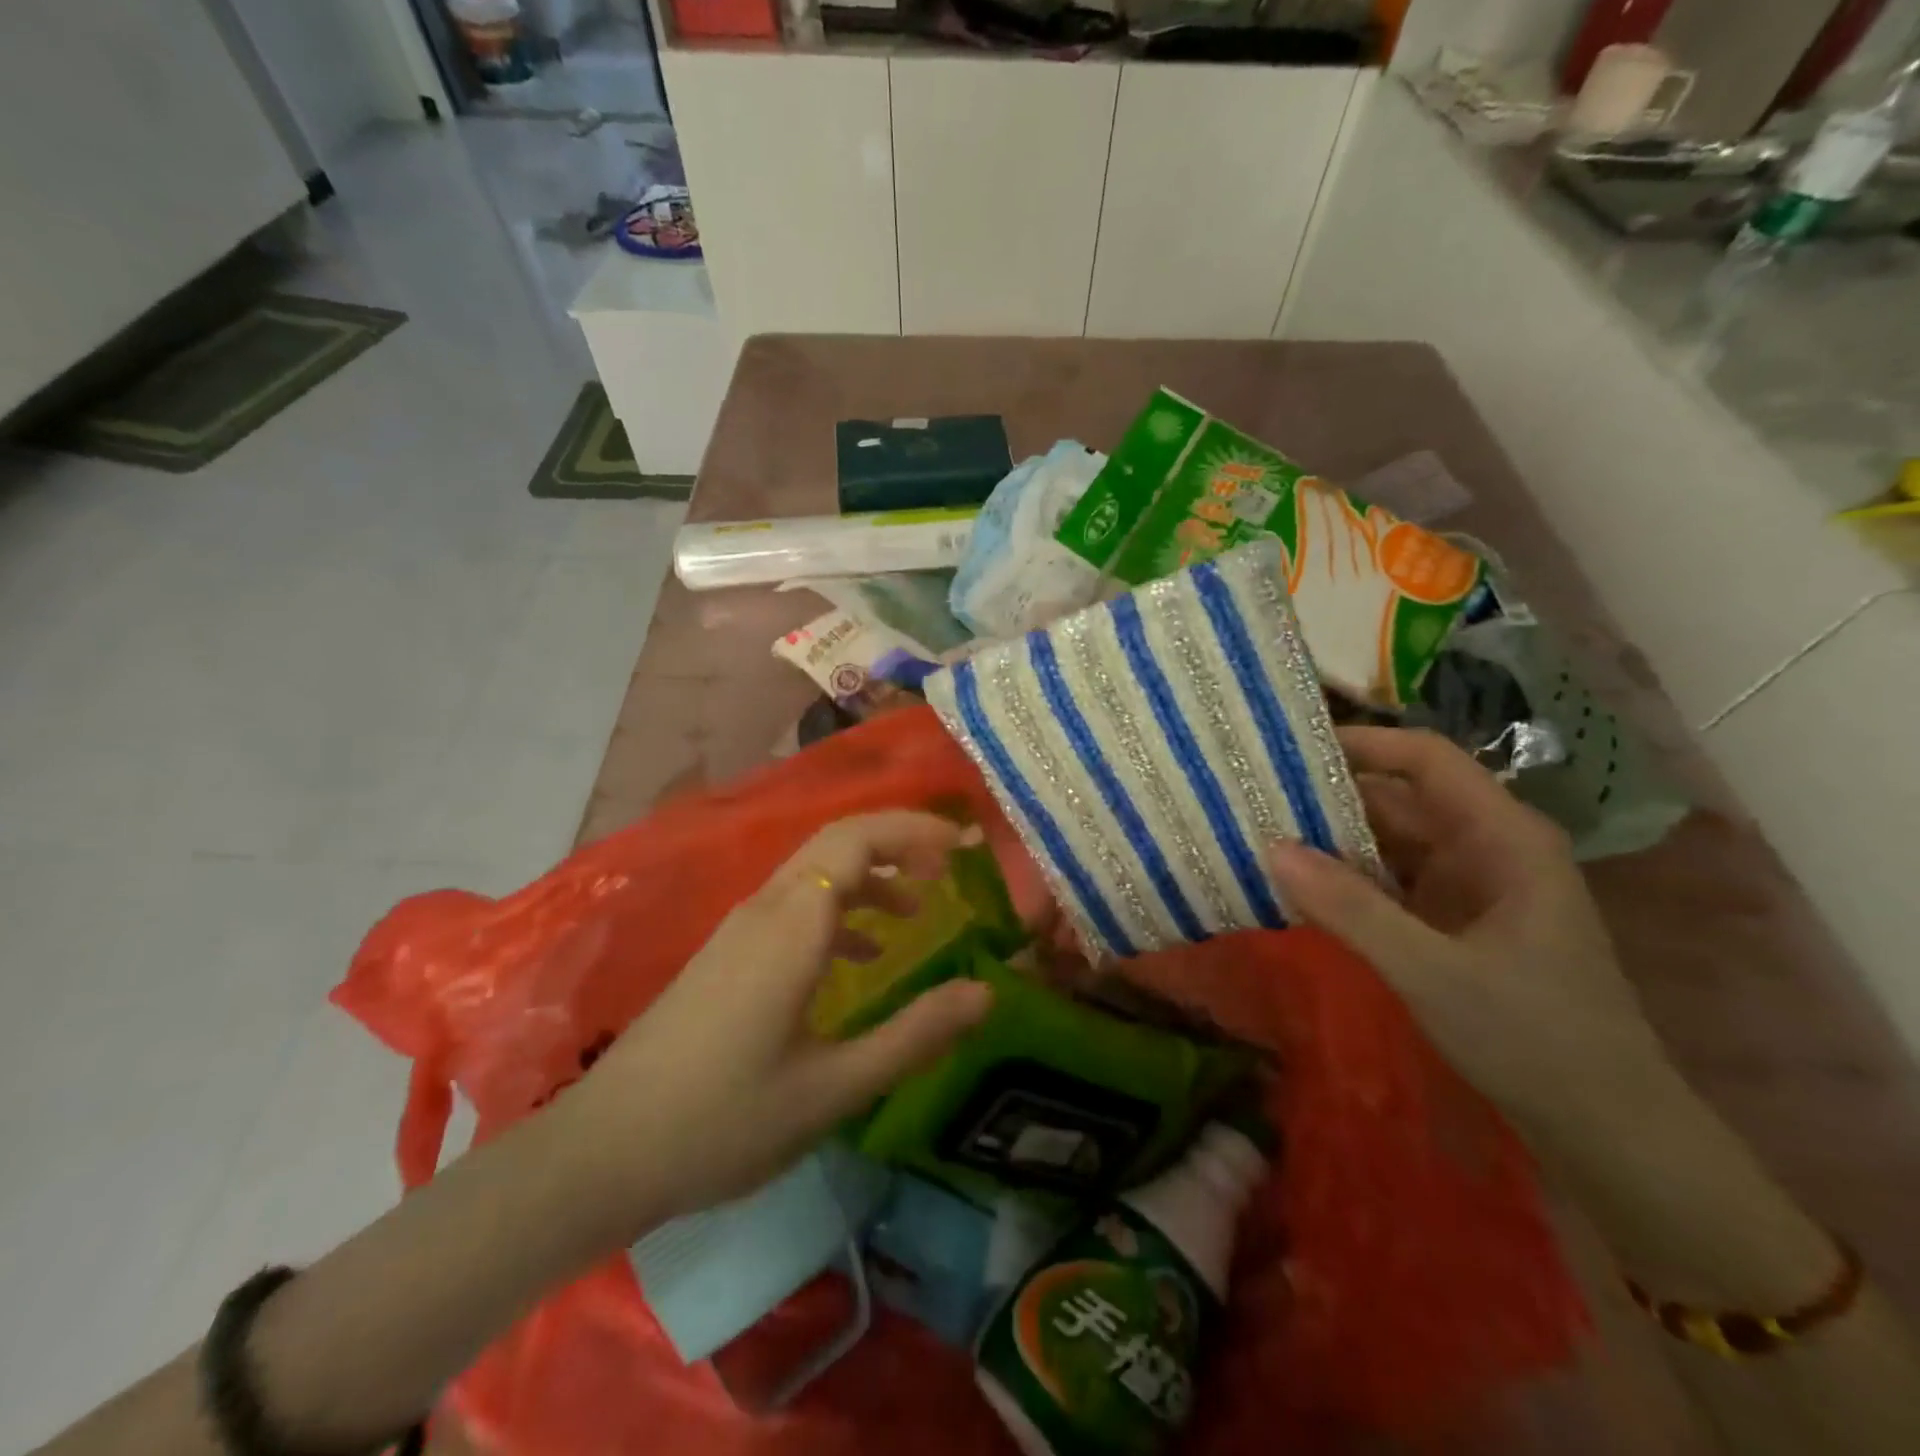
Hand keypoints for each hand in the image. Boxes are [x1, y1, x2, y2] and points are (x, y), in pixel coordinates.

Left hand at [559, 812, 994, 1232]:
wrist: (604, 1151)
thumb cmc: (726, 1120)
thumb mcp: (834, 1087)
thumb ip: (914, 1035)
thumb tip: (985, 992)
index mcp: (793, 924)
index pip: (858, 839)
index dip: (914, 830)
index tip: (964, 846)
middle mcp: (766, 908)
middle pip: (837, 841)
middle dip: (898, 841)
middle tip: (951, 865)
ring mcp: (740, 929)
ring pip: (815, 872)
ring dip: (870, 876)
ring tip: (919, 910)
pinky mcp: (726, 954)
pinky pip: (795, 905)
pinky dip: (839, 910)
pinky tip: (862, 956)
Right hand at [1269, 726, 1678, 1152]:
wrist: (1607, 1130)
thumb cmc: (1536, 1040)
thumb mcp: (1433, 973)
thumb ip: (1351, 909)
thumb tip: (1269, 847)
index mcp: (1503, 837)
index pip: (1427, 760)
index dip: (1362, 743)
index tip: (1290, 748)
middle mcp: (1485, 848)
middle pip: (1399, 797)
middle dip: (1329, 794)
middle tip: (1254, 796)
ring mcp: (1468, 886)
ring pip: (1388, 840)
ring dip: (1331, 838)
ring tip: (1259, 832)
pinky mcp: (1451, 921)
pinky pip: (1388, 881)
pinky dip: (1344, 879)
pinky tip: (1297, 886)